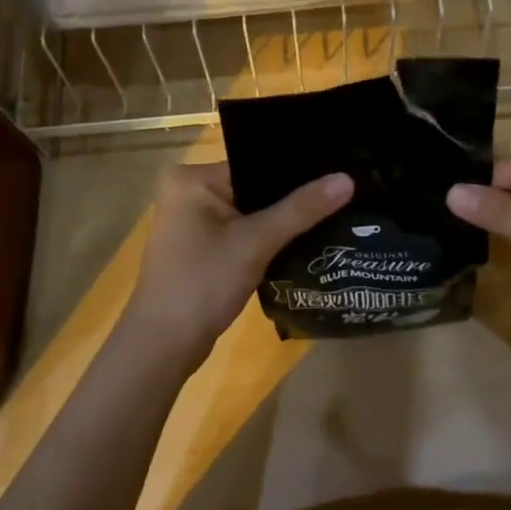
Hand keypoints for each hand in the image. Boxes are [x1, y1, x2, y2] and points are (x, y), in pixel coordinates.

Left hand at [116, 162, 352, 373]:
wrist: (163, 347)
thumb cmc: (202, 284)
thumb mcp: (255, 243)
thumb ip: (302, 209)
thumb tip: (347, 179)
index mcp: (192, 178)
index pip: (256, 163)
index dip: (296, 171)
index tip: (338, 172)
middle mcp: (188, 191)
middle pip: (255, 186)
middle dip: (293, 197)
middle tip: (342, 194)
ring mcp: (193, 221)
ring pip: (251, 211)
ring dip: (283, 219)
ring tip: (333, 213)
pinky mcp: (201, 247)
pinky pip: (243, 231)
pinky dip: (268, 237)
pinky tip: (304, 240)